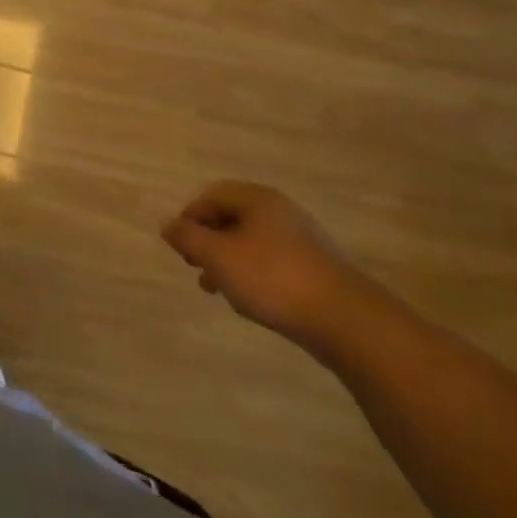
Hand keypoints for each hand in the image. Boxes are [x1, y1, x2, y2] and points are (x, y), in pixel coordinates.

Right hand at [162, 182, 379, 356]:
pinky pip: (273, 264)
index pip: (212, 195)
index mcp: (258, 200)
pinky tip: (252, 302)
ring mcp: (303, 241)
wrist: (349, 322)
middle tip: (195, 267)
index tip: (180, 246)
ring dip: (229, 262)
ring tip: (217, 290)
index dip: (190, 217)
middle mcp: (281, 212)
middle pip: (232, 218)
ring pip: (252, 244)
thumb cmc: (274, 279)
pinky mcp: (317, 270)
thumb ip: (188, 238)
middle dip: (208, 242)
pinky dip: (254, 276)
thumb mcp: (218, 257)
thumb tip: (168, 224)